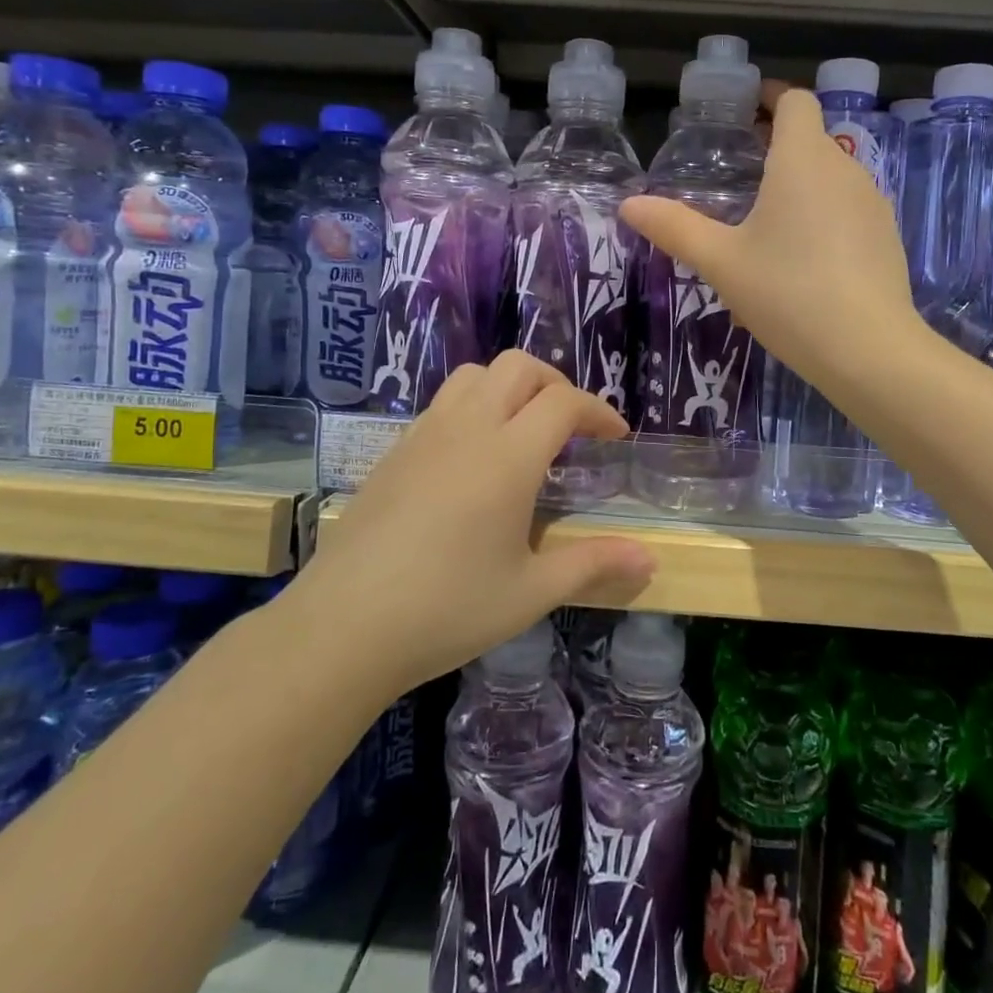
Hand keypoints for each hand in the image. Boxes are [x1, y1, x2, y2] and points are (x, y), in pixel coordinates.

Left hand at [286, 353, 655, 693]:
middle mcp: (467, 429)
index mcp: (508, 456)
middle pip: (518, 367)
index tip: (616, 436)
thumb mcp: (530, 592)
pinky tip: (473, 458)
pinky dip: (473, 406)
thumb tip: (649, 559)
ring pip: (474, 375)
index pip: (563, 401)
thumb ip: (592, 565)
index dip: (598, 410)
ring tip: (523, 430)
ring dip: (510, 386)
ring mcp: (424, 435)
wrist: (343, 626)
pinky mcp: (394, 451)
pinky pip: (443, 403)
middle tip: (573, 424)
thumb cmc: (447, 609)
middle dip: (556, 383)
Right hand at [621, 84, 918, 392]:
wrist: (868, 349)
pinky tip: (800, 262)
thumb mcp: (721, 262)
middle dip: (777, 145)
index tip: (745, 109)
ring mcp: (873, 203)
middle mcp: (845, 169)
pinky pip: (847, 212)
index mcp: (803, 160)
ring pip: (830, 178)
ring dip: (799, 185)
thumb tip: (629, 205)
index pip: (795, 102)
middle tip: (740, 169)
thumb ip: (675, 228)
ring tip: (765, 222)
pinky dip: (822, 218)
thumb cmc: (788, 292)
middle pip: (811, 139)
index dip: (770, 97)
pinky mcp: (886, 237)